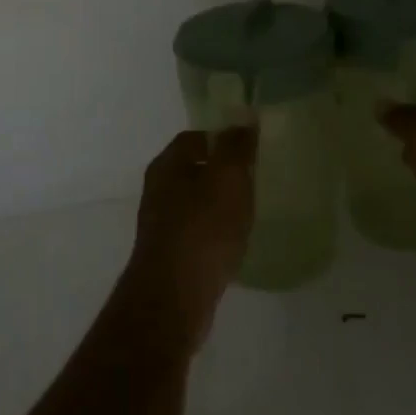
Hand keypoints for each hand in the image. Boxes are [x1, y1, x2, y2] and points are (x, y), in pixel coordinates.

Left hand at [127, 128, 256, 350]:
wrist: (174, 296)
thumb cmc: (202, 229)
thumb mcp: (227, 179)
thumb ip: (236, 147)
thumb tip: (243, 118)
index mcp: (167, 166)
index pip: (195, 138)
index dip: (223, 138)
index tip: (252, 147)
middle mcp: (158, 190)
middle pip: (194, 169)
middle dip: (223, 171)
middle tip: (257, 177)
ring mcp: (162, 224)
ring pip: (196, 202)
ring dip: (220, 203)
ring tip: (252, 209)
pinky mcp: (171, 254)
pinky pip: (198, 232)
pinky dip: (217, 231)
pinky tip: (236, 240)